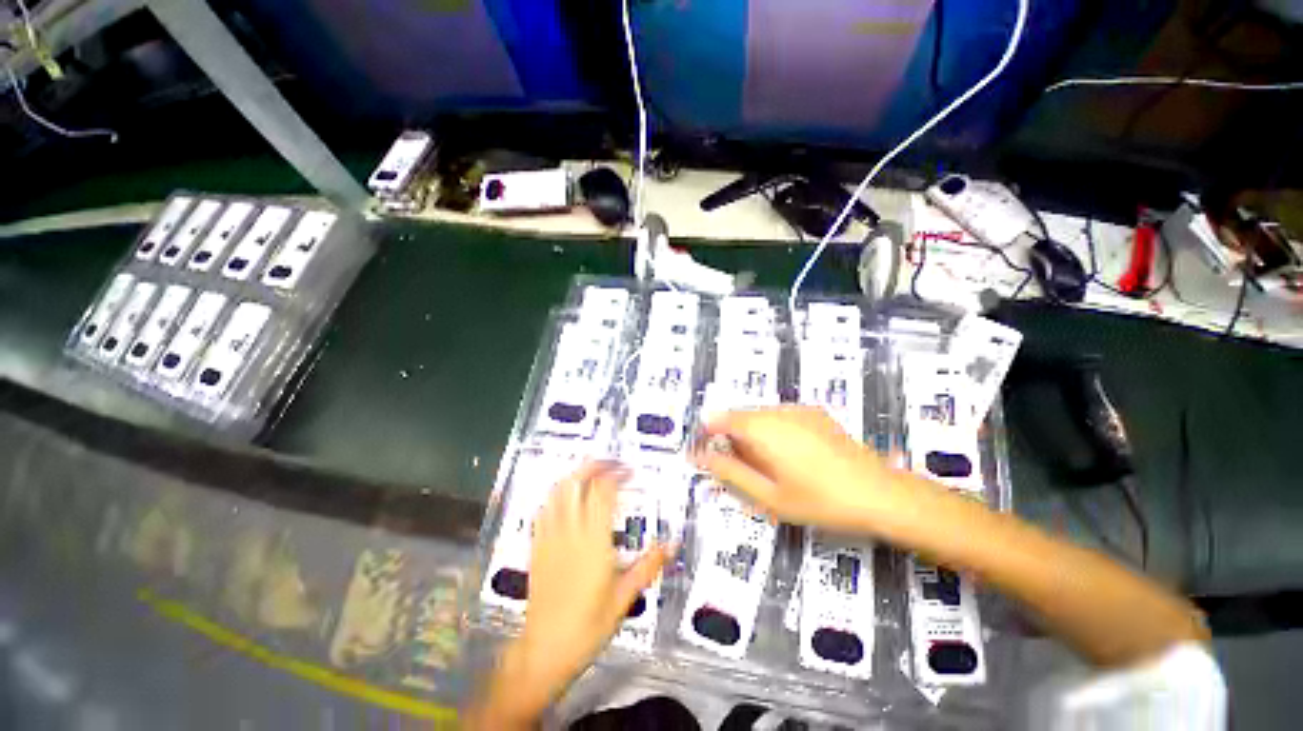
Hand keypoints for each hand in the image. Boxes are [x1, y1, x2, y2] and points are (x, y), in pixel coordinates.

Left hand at [471, 461, 668, 727]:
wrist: (545, 650)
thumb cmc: (588, 626)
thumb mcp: (624, 598)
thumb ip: (648, 566)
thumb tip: (672, 544)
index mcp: (594, 541)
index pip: (602, 492)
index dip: (616, 474)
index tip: (629, 471)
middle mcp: (570, 532)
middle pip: (576, 482)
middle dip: (593, 466)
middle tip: (609, 463)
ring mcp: (549, 537)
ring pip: (557, 492)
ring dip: (574, 475)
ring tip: (589, 472)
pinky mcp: (537, 546)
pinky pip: (543, 509)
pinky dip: (556, 495)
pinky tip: (565, 496)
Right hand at [696, 406, 907, 532]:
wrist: (880, 493)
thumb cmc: (821, 500)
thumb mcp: (769, 496)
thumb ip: (731, 473)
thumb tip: (703, 457)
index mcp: (763, 429)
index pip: (722, 419)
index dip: (707, 432)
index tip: (702, 450)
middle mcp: (778, 411)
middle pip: (741, 416)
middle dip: (730, 436)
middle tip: (735, 466)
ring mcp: (799, 410)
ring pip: (760, 415)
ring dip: (750, 433)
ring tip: (763, 464)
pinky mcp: (815, 413)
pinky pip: (780, 416)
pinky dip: (771, 429)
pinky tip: (787, 455)